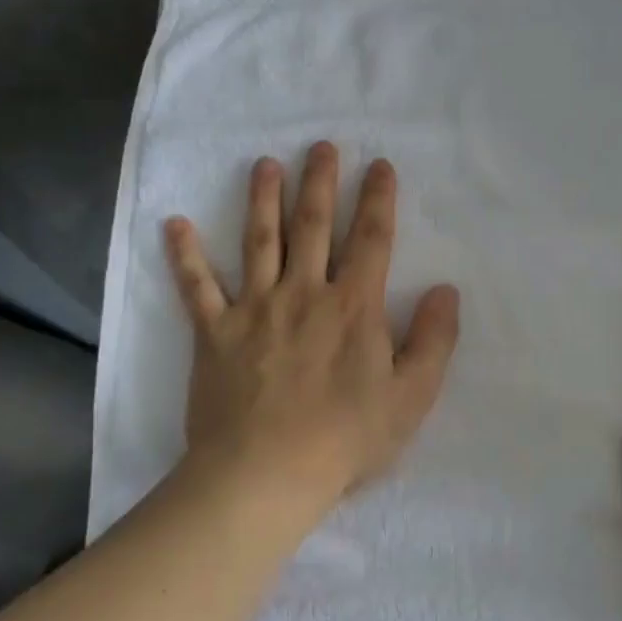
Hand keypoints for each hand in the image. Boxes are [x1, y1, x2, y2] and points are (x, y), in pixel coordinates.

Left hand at [163, 142, 459, 517]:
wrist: (264, 475)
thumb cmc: (345, 438)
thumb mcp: (411, 396)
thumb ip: (433, 340)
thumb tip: (446, 291)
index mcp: (353, 306)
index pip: (371, 239)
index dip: (378, 199)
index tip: (379, 165)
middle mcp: (304, 293)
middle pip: (313, 227)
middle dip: (320, 183)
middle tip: (321, 145)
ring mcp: (255, 309)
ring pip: (259, 242)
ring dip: (262, 199)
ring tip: (264, 165)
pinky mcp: (214, 334)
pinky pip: (197, 288)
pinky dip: (185, 256)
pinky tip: (175, 224)